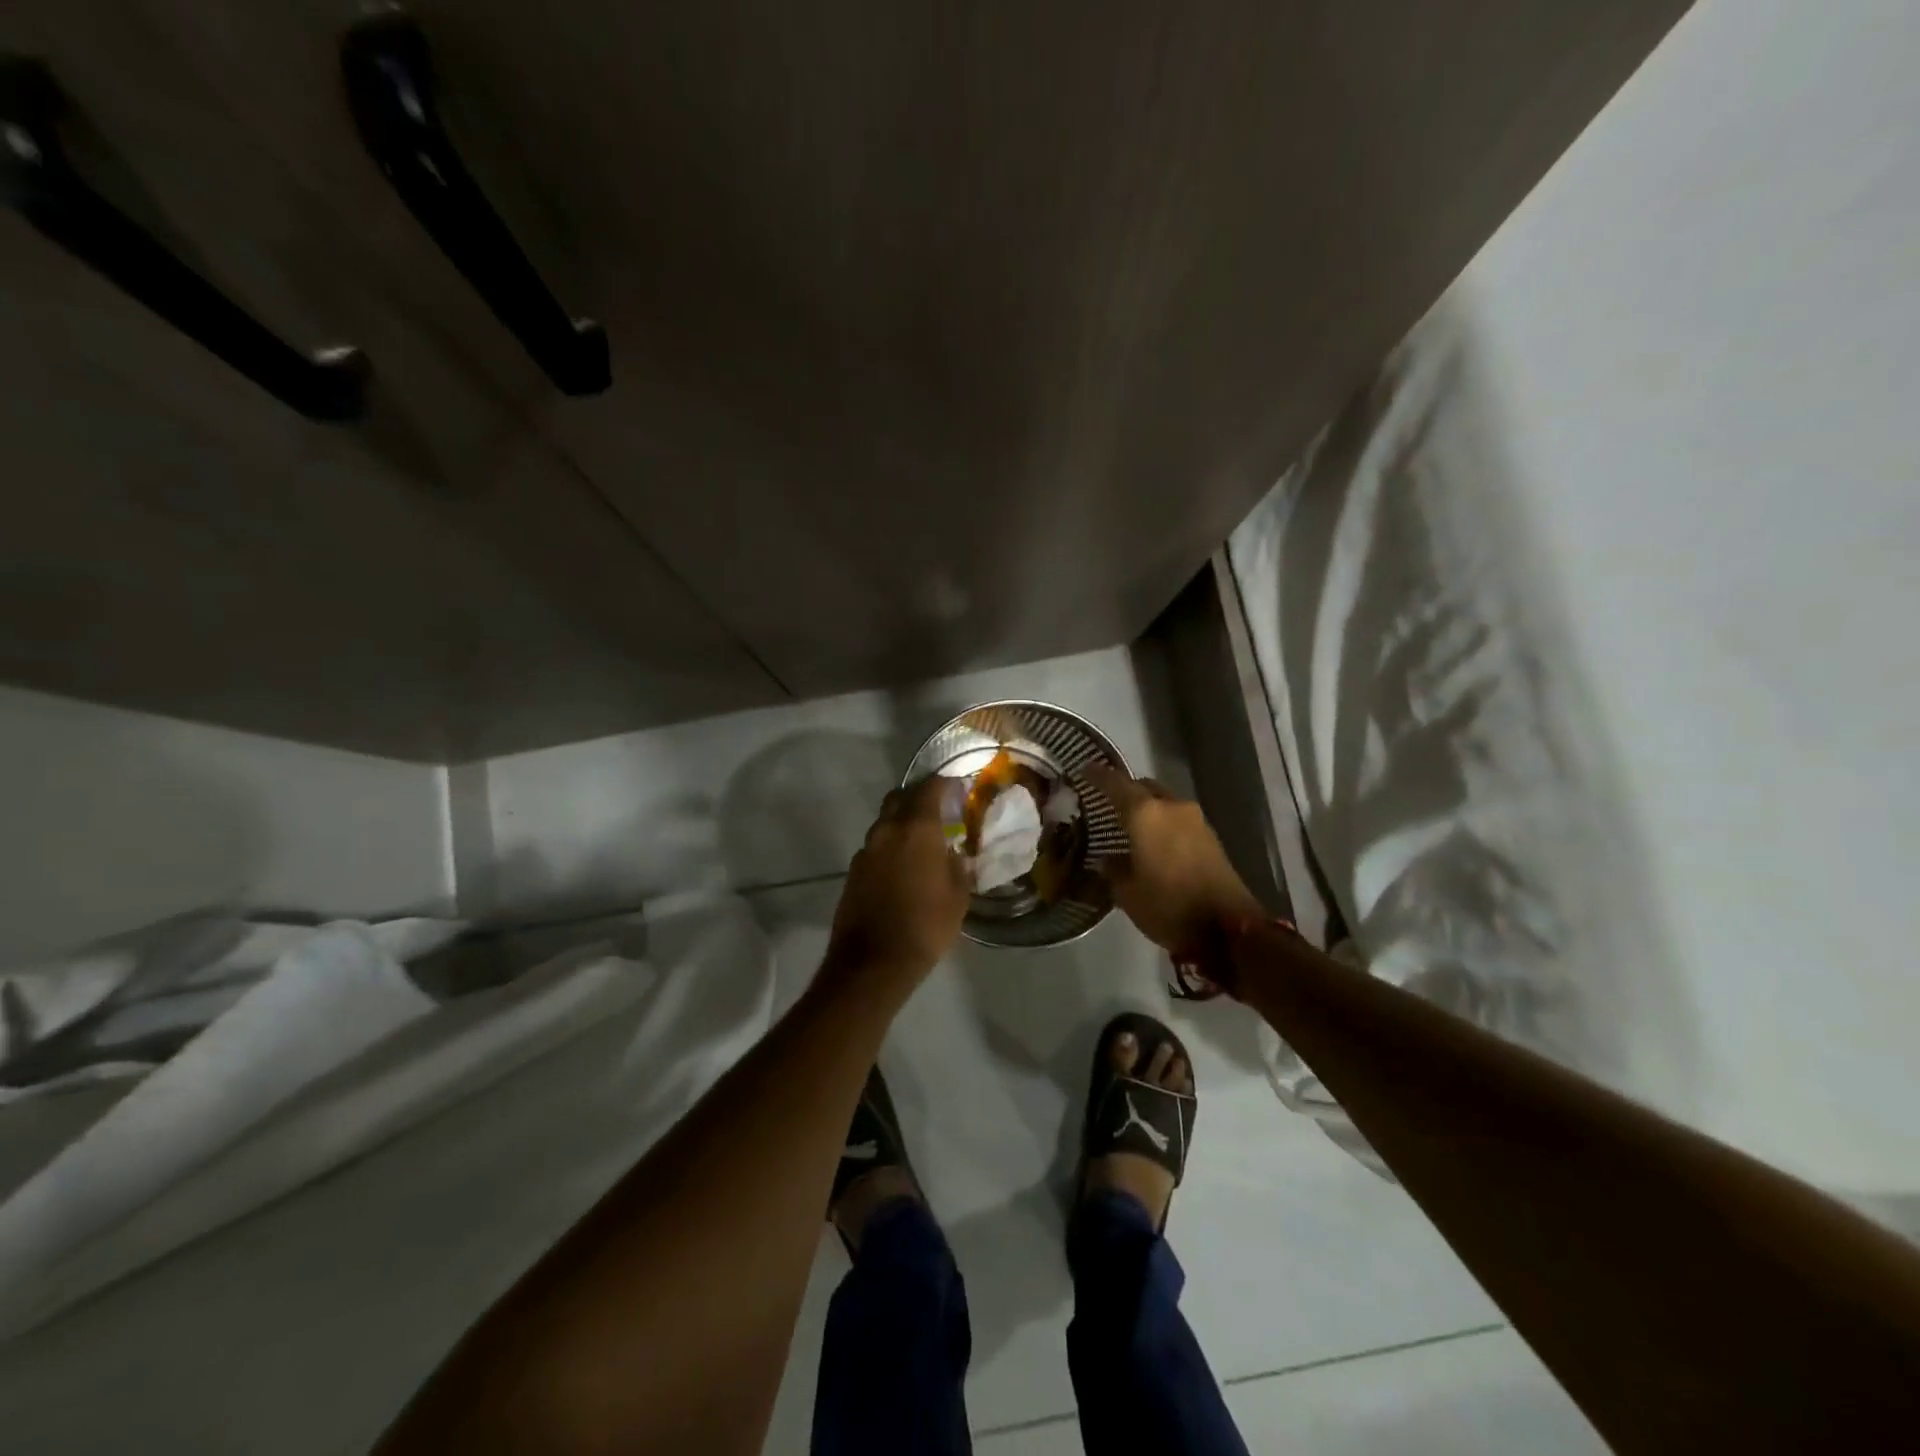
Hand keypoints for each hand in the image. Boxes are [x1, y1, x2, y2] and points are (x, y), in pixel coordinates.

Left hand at [825, 777, 970, 990]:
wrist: (873, 962)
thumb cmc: (926, 926)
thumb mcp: (958, 896)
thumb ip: (958, 866)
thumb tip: (954, 854)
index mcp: (916, 829)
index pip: (930, 788)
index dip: (945, 784)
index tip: (959, 790)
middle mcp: (887, 830)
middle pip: (900, 797)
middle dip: (918, 798)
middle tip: (938, 811)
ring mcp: (865, 850)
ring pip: (884, 822)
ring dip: (901, 824)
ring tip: (920, 843)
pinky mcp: (853, 871)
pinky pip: (875, 847)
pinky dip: (889, 847)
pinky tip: (901, 868)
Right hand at [1083, 764, 1265, 955]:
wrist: (1229, 928)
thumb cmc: (1168, 907)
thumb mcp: (1127, 893)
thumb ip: (1113, 868)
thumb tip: (1109, 858)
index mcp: (1145, 815)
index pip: (1115, 784)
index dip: (1097, 775)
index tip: (1084, 768)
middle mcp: (1171, 807)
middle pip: (1143, 786)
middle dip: (1125, 790)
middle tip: (1106, 802)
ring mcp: (1195, 820)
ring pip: (1163, 801)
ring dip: (1146, 808)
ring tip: (1129, 824)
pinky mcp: (1210, 836)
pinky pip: (1177, 818)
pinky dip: (1162, 822)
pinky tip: (1153, 840)